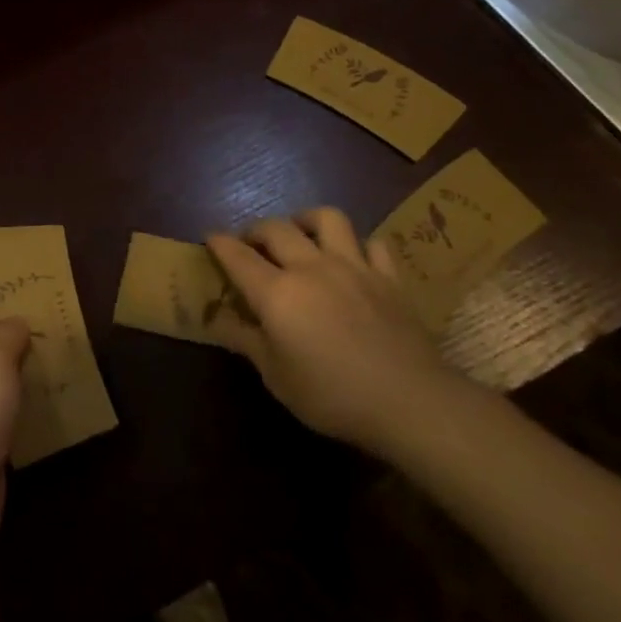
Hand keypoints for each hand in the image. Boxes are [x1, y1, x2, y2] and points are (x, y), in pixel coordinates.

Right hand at [206, 207, 466, 455]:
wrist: (411, 402)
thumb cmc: (333, 395)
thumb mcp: (276, 377)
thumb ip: (245, 340)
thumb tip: (216, 318)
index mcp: (277, 293)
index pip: (237, 256)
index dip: (219, 243)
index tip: (209, 238)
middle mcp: (311, 268)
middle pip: (276, 228)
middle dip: (256, 229)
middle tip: (251, 244)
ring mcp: (354, 266)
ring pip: (326, 219)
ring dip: (306, 220)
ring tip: (301, 234)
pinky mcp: (389, 276)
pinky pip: (372, 243)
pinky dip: (358, 245)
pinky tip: (353, 259)